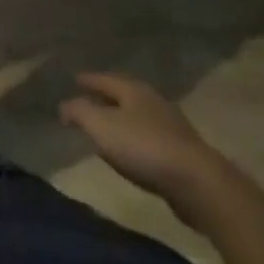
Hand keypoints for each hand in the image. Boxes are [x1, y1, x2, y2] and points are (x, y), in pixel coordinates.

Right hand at [58, 73, 232, 222]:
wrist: (199, 185)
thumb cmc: (144, 147)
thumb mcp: (100, 126)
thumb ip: (78, 112)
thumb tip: (63, 106)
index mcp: (133, 89)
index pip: (104, 78)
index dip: (87, 80)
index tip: (74, 80)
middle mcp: (152, 101)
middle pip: (123, 94)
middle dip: (105, 97)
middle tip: (87, 100)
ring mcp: (171, 126)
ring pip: (137, 116)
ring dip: (121, 119)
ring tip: (105, 127)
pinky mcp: (182, 152)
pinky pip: (149, 138)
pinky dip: (134, 139)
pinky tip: (130, 152)